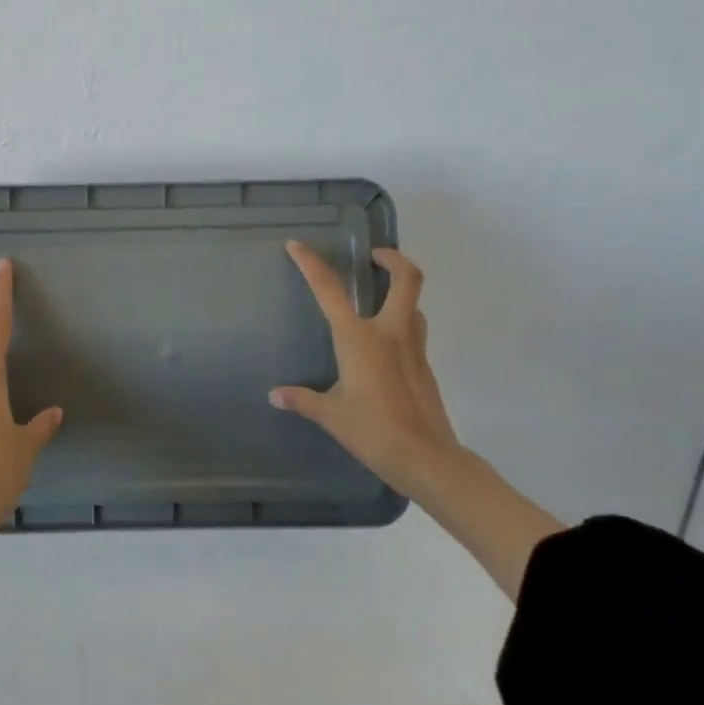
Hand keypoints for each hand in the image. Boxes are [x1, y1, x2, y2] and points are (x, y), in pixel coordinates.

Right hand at [271, 241, 460, 498]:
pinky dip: (401, 320)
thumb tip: (276, 395)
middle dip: (392, 259)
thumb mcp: (331, 415)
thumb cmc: (373, 431)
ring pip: (414, 304)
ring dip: (400, 290)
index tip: (297, 245)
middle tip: (373, 256)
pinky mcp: (424, 366)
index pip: (330, 290)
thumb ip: (302, 399)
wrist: (427, 459)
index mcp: (359, 338)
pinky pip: (414, 329)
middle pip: (406, 279)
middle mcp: (390, 333)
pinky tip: (383, 343)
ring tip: (378, 295)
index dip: (311, 263)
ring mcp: (413, 348)